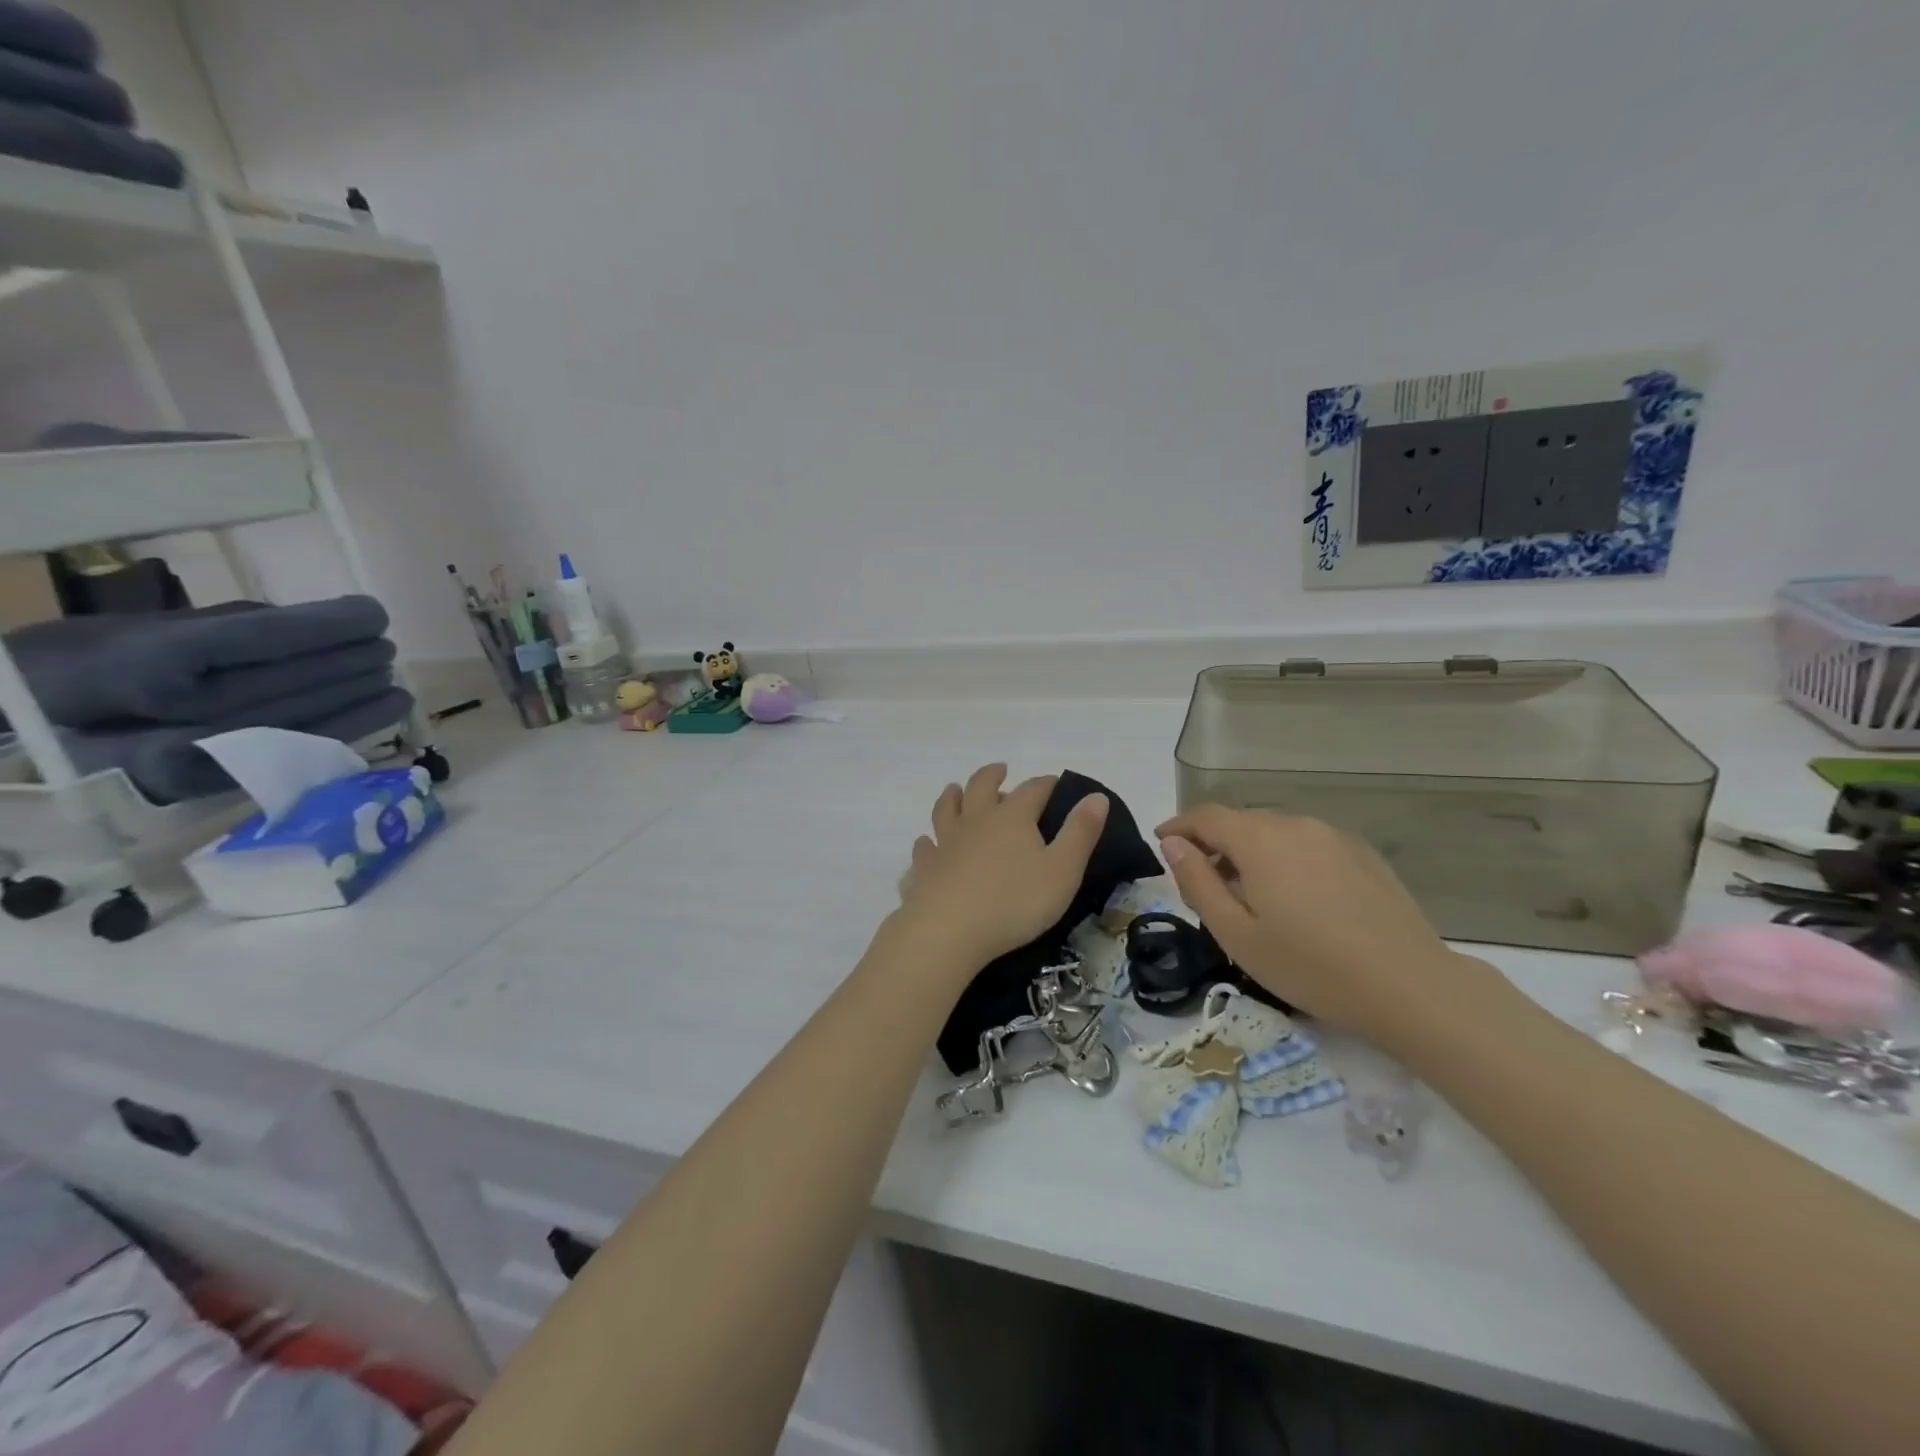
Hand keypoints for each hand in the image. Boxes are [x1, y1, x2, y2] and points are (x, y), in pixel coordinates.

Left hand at [894, 764, 1109, 970]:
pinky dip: (927, 841)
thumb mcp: (1062, 870)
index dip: (1046, 783)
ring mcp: (945, 842)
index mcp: (1012, 818)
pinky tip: (927, 843)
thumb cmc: (1014, 902)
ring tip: (955, 790)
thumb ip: (1080, 833)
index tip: (1056, 782)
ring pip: (946, 809)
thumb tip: (1096, 796)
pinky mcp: (925, 868)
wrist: (949, 931)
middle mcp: (976, 820)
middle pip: (981, 786)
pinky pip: (924, 848)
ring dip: (953, 796)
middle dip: (993, 775)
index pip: (1033, 790)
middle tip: (1000, 769)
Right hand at [1155, 805, 1505, 1053]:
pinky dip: (1285, 857)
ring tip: (1247, 892)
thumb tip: (1173, 845)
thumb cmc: (1310, 966)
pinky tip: (1295, 896)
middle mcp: (1296, 825)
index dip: (1178, 826)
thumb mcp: (1235, 934)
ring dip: (1250, 850)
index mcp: (1260, 840)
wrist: (1409, 987)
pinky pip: (1307, 843)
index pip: (1206, 816)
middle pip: (1241, 821)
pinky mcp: (1362, 854)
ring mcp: (1334, 836)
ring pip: (1276, 831)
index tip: (1161, 842)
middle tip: (1202, 880)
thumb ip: (1197, 883)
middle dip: (1213, 841)